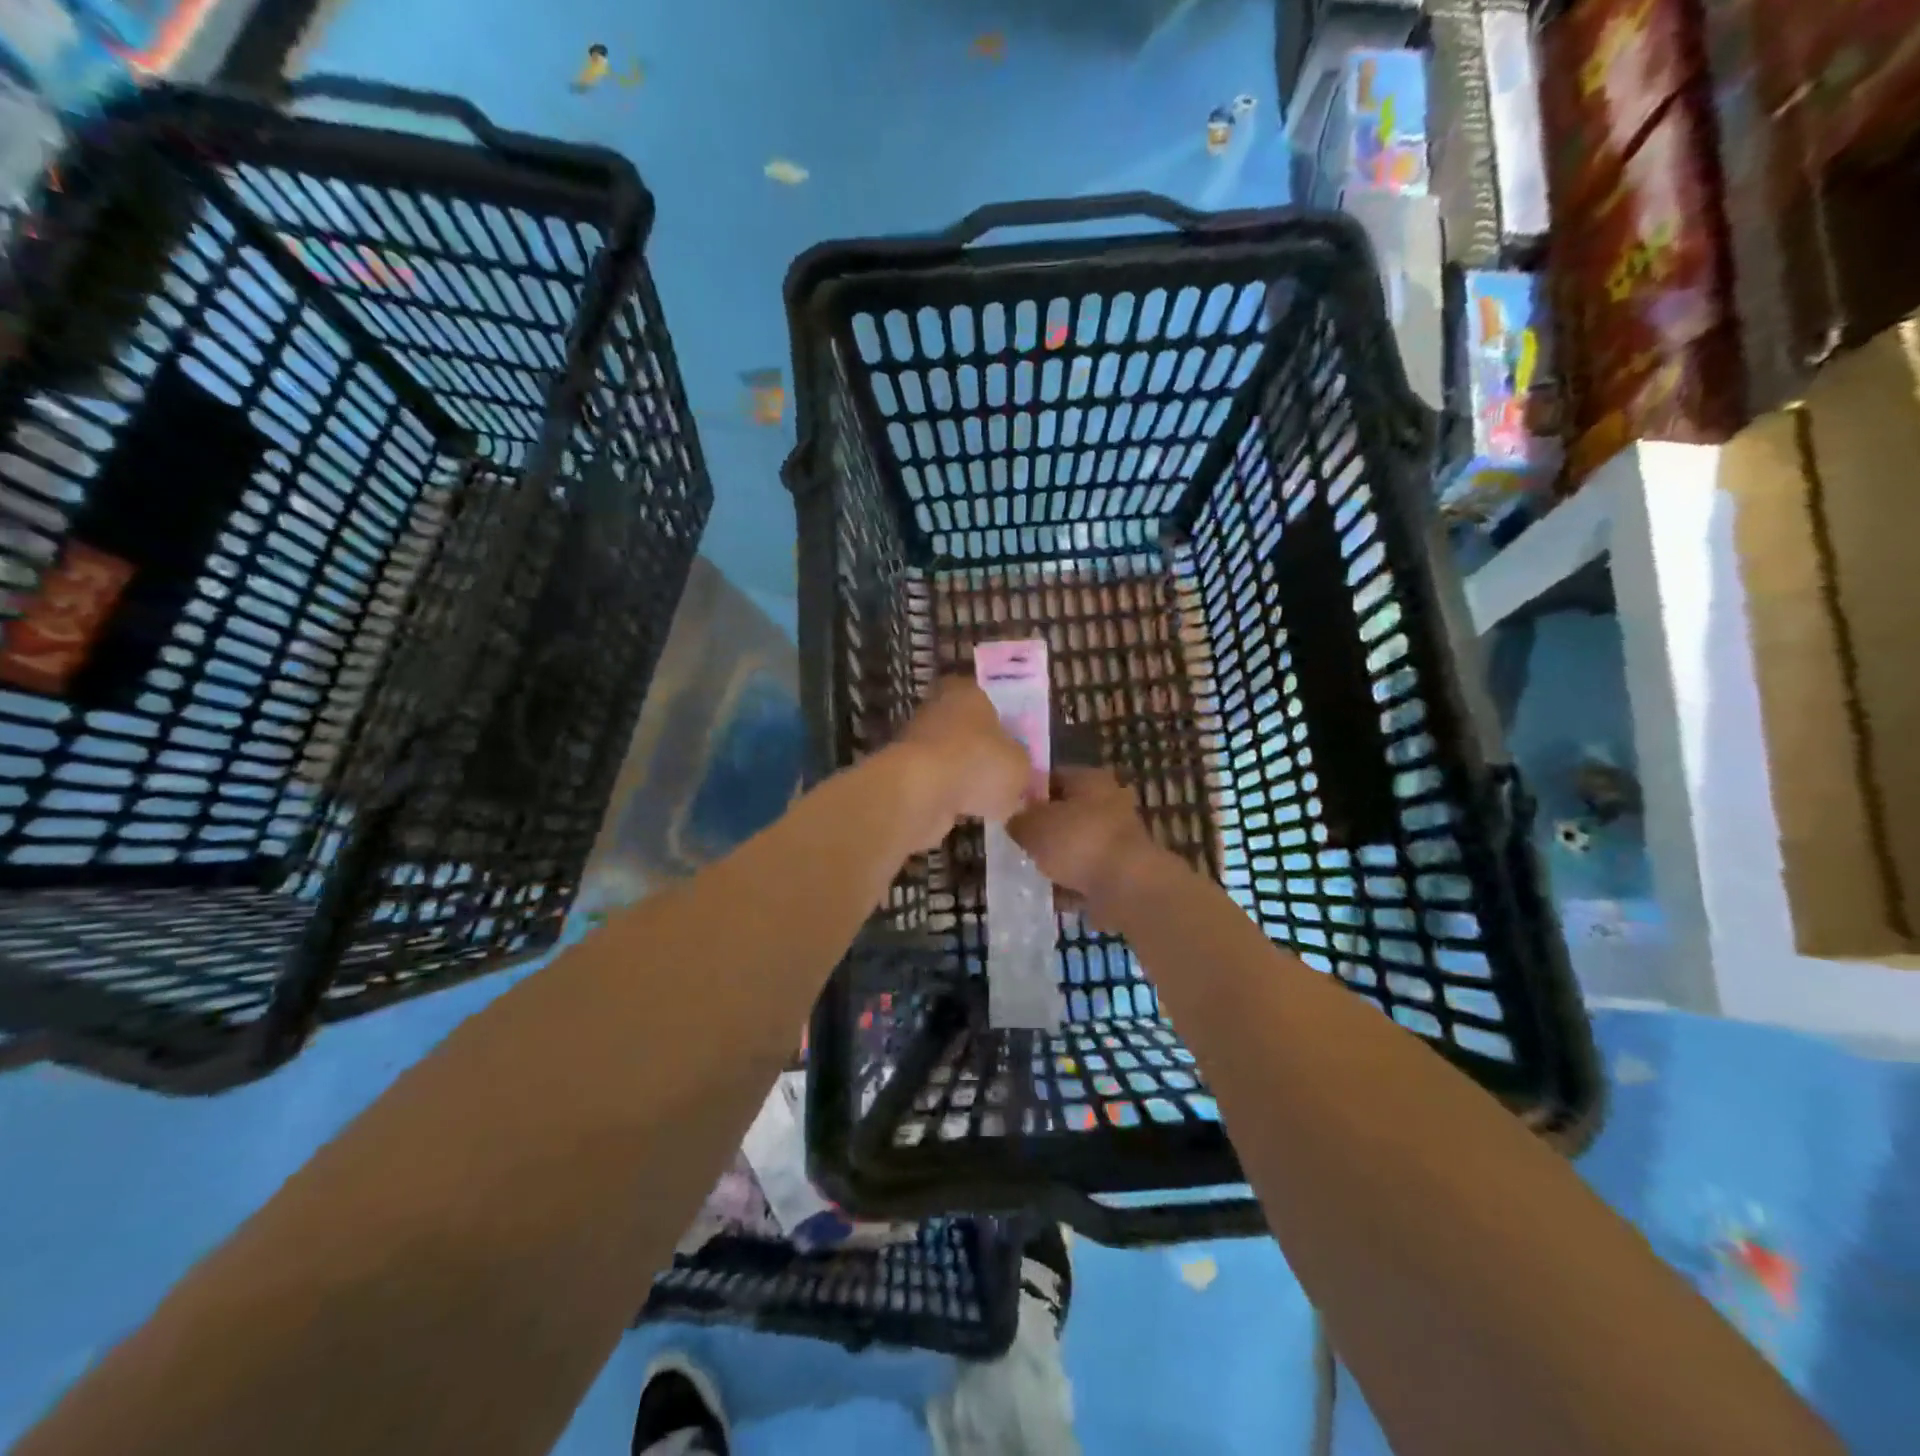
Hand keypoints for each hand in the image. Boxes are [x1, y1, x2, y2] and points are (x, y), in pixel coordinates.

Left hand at [888, 677, 1030, 850]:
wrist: (920, 793)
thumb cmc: (977, 763)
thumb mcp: (1020, 766)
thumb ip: (1022, 766)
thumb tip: (1017, 775)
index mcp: (968, 691)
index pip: (990, 699)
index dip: (1006, 723)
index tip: (1018, 747)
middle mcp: (938, 707)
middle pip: (970, 730)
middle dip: (986, 753)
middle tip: (1007, 777)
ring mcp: (917, 739)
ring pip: (952, 757)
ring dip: (966, 777)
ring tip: (988, 801)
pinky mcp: (904, 771)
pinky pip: (937, 782)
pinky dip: (948, 795)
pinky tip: (965, 812)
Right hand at [1008, 765, 1175, 924]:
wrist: (1126, 887)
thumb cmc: (1077, 842)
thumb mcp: (1032, 825)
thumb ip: (1018, 819)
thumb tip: (1014, 820)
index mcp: (1090, 780)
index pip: (1052, 776)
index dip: (1028, 792)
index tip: (1009, 810)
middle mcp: (1110, 802)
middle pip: (1067, 812)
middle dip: (1044, 828)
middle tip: (1018, 841)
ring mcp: (1120, 838)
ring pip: (1078, 844)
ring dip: (1059, 857)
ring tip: (1032, 870)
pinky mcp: (1123, 870)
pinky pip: (1089, 872)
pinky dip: (1073, 882)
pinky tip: (1052, 893)